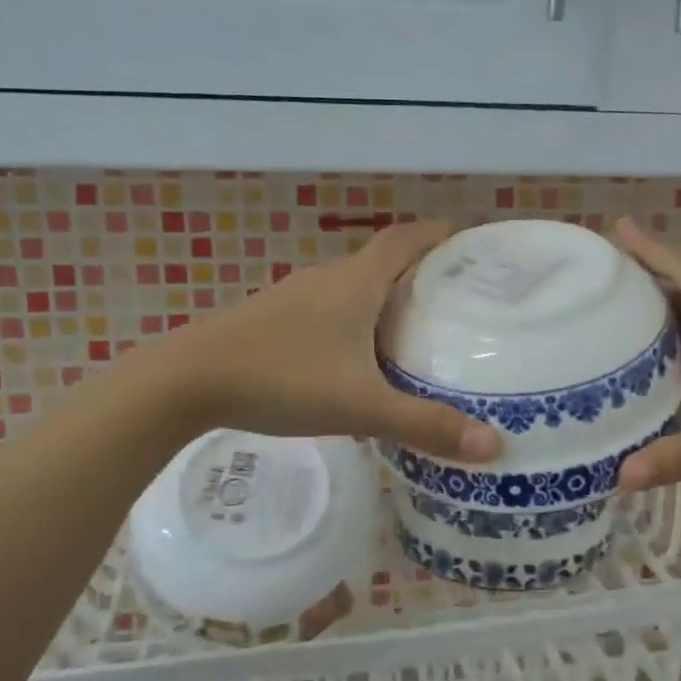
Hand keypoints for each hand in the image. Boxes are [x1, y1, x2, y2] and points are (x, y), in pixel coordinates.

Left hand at [164, 220, 501, 462]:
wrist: (185, 381)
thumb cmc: (281, 379)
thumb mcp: (360, 406)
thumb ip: (425, 425)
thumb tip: (494, 446)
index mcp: (355, 282)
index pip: (406, 239)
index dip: (439, 234)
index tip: (471, 241)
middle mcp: (327, 279)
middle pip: (382, 261)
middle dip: (420, 271)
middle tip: (457, 298)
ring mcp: (294, 297)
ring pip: (353, 287)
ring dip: (384, 298)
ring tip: (415, 329)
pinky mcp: (272, 319)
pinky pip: (328, 309)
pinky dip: (354, 320)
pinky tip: (356, 358)